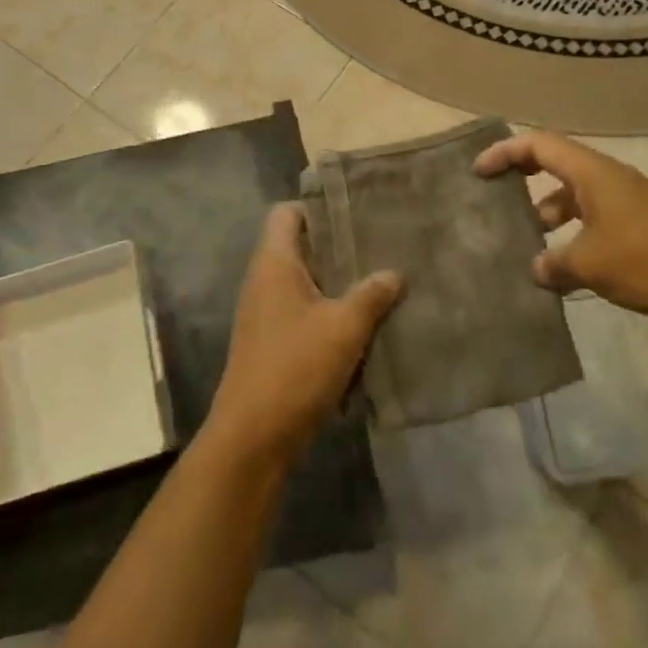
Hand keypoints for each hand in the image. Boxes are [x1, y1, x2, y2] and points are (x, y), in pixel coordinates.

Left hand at [204, 204, 403, 470]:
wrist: (252, 439)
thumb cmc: (295, 368)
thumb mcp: (344, 328)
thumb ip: (372, 295)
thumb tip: (395, 272)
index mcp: (274, 263)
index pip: (286, 213)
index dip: (317, 207)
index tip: (354, 213)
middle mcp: (263, 281)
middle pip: (299, 247)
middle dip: (337, 247)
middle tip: (378, 245)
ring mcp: (264, 314)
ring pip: (304, 283)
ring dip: (336, 285)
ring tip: (378, 282)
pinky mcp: (271, 344)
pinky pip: (302, 314)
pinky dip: (328, 315)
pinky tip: (361, 327)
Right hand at [474, 130, 647, 328]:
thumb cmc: (647, 258)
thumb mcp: (590, 263)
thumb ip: (554, 264)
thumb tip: (537, 268)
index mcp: (592, 172)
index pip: (539, 144)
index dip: (505, 152)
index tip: (479, 171)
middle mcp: (607, 178)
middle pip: (555, 163)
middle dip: (524, 177)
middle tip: (497, 198)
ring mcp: (626, 201)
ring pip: (575, 195)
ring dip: (549, 212)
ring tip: (528, 244)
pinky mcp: (639, 225)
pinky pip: (593, 218)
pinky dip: (573, 233)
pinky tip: (564, 267)